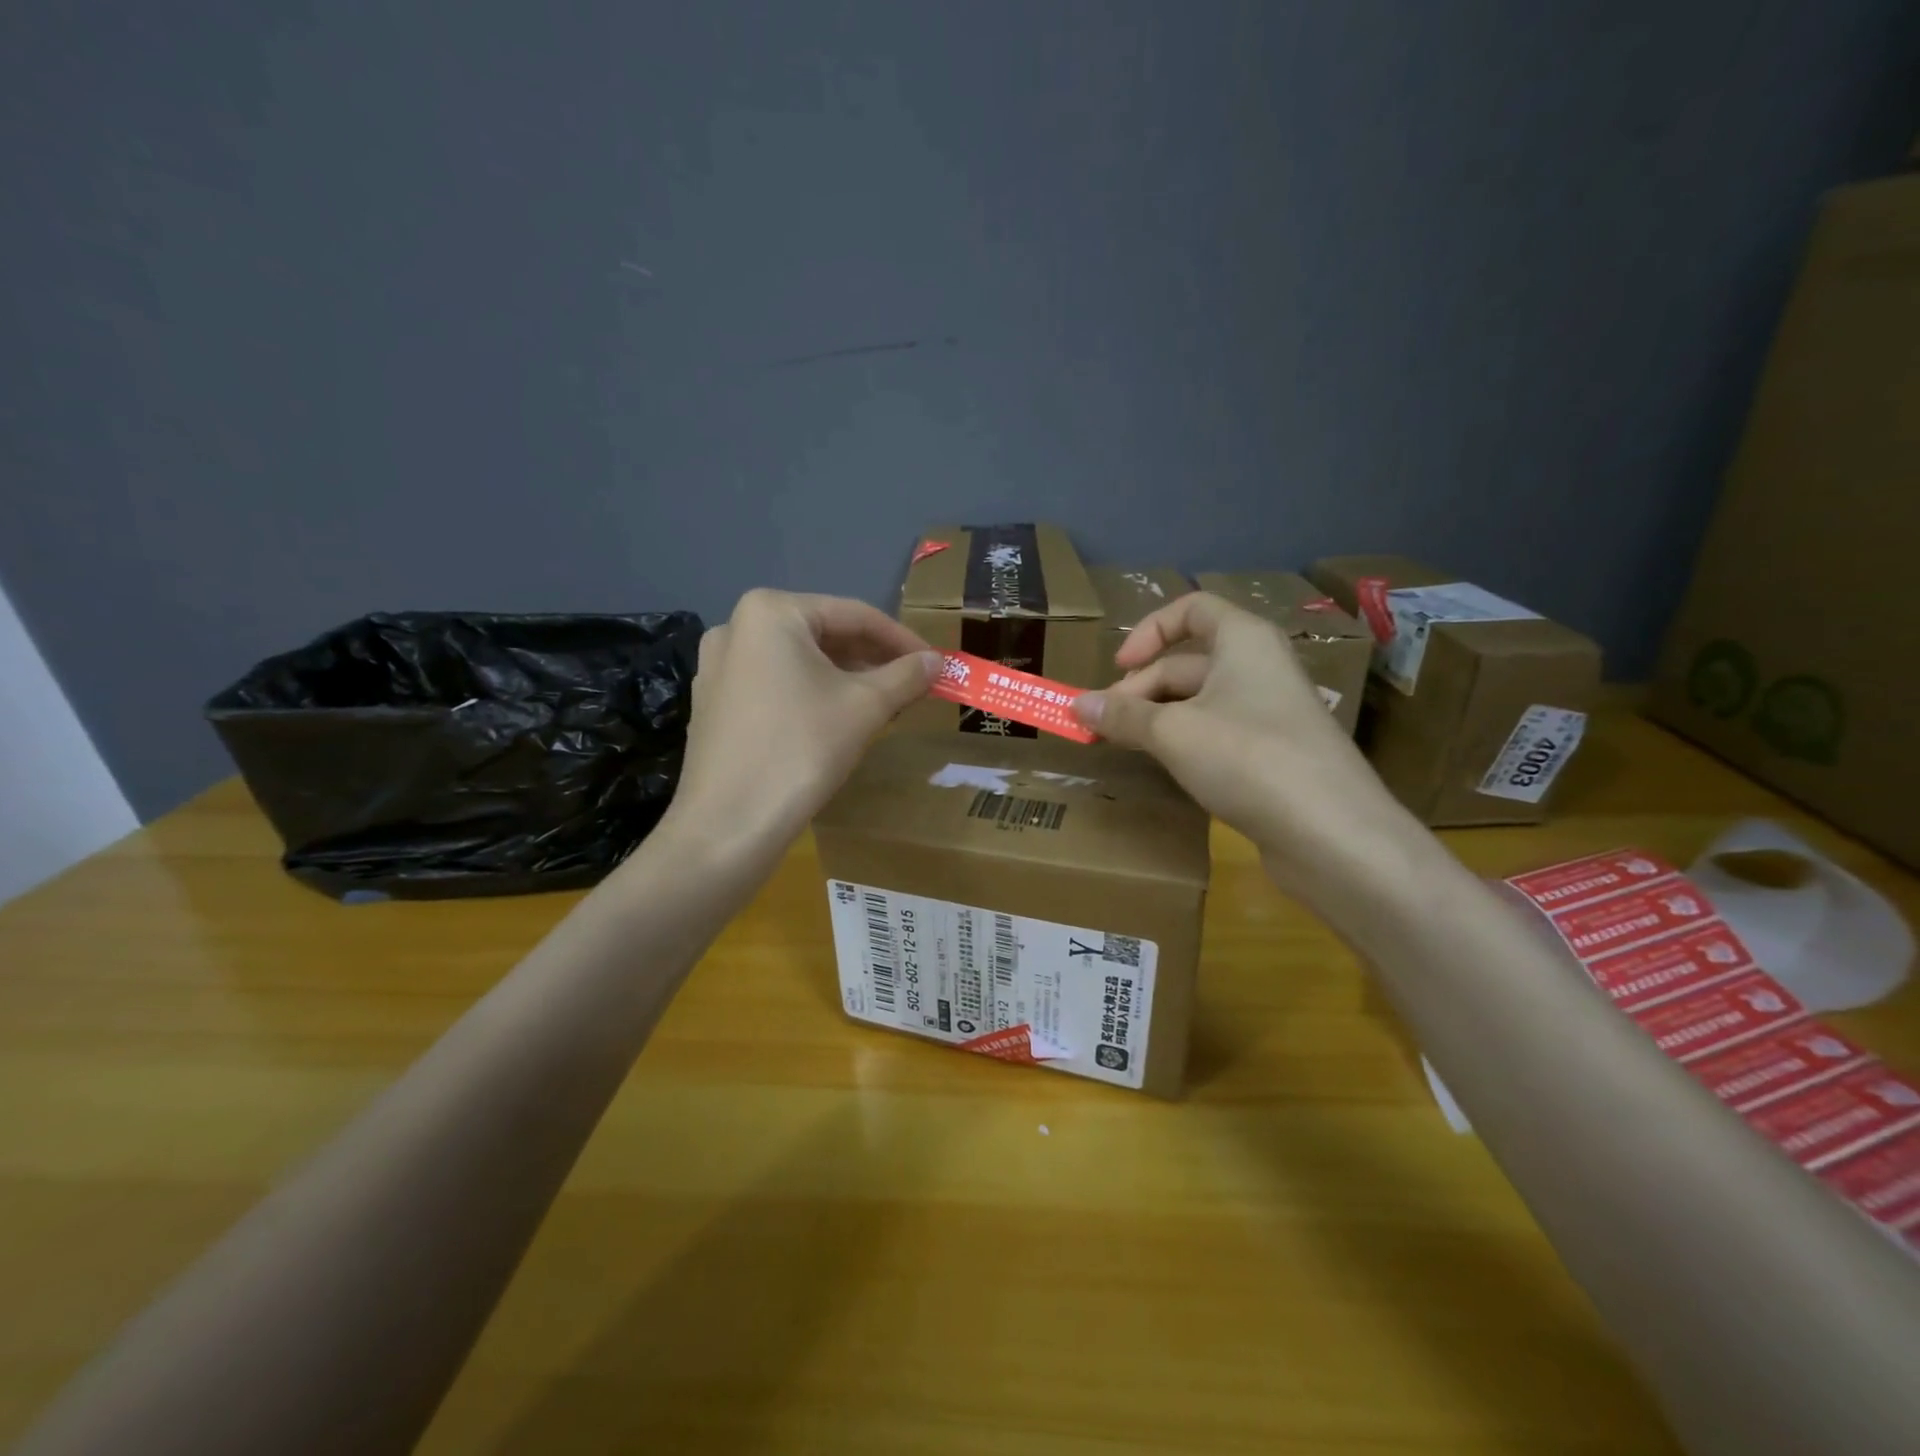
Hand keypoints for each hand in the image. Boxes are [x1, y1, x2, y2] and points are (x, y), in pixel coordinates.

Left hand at [663, 590, 938, 863]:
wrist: (729, 826)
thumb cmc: (801, 750)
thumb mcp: (865, 707)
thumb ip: (906, 675)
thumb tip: (938, 662)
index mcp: (771, 612)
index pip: (854, 615)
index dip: (903, 640)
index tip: (936, 664)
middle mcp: (737, 627)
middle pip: (824, 636)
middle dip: (873, 660)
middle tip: (913, 686)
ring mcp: (718, 667)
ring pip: (799, 663)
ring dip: (846, 679)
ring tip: (884, 704)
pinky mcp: (713, 704)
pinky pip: (775, 686)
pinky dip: (812, 695)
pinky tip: (837, 722)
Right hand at [1072, 593, 1423, 901]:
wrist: (1332, 833)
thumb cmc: (1248, 758)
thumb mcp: (1173, 732)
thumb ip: (1123, 715)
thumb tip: (1076, 705)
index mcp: (1244, 641)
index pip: (1191, 609)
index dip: (1148, 632)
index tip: (1117, 669)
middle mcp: (1260, 668)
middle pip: (1188, 662)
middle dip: (1140, 689)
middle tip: (1103, 725)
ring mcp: (1270, 713)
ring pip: (1200, 702)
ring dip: (1157, 719)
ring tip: (1125, 746)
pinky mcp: (1273, 754)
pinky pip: (1218, 733)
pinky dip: (1184, 742)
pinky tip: (1165, 768)